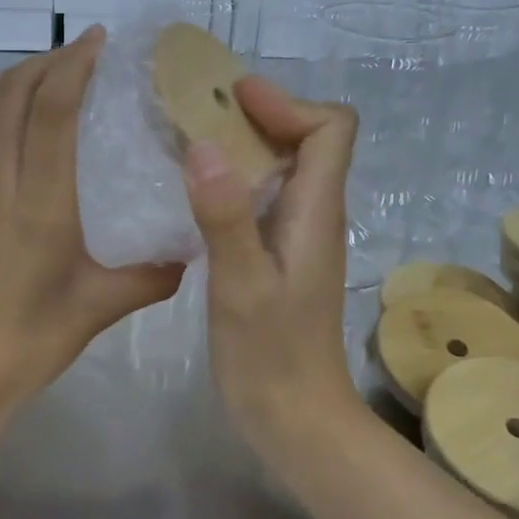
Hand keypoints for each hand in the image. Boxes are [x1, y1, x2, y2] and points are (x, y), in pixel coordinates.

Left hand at [0, 28, 184, 424]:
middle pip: (9, 94)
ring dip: (9, 83)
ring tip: (40, 82)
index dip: (74, 64)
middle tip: (75, 57)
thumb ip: (151, 276)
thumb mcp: (98, 310)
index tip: (97, 41)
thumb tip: (189, 252)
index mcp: (37, 204)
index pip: (52, 109)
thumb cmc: (27, 344)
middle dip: (44, 63)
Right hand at [183, 77, 364, 462]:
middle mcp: (314, 217)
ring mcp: (296, 240)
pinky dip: (233, 183)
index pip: (331, 129)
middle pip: (308, 141)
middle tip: (197, 114)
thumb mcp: (241, 285)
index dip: (287, 104)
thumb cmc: (270, 356)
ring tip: (187, 143)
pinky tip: (193, 196)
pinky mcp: (277, 260)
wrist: (294, 418)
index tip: (232, 100)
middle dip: (259, 116)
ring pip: (283, 171)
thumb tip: (205, 145)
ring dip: (243, 148)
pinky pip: (263, 201)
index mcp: (317, 213)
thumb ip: (225, 216)